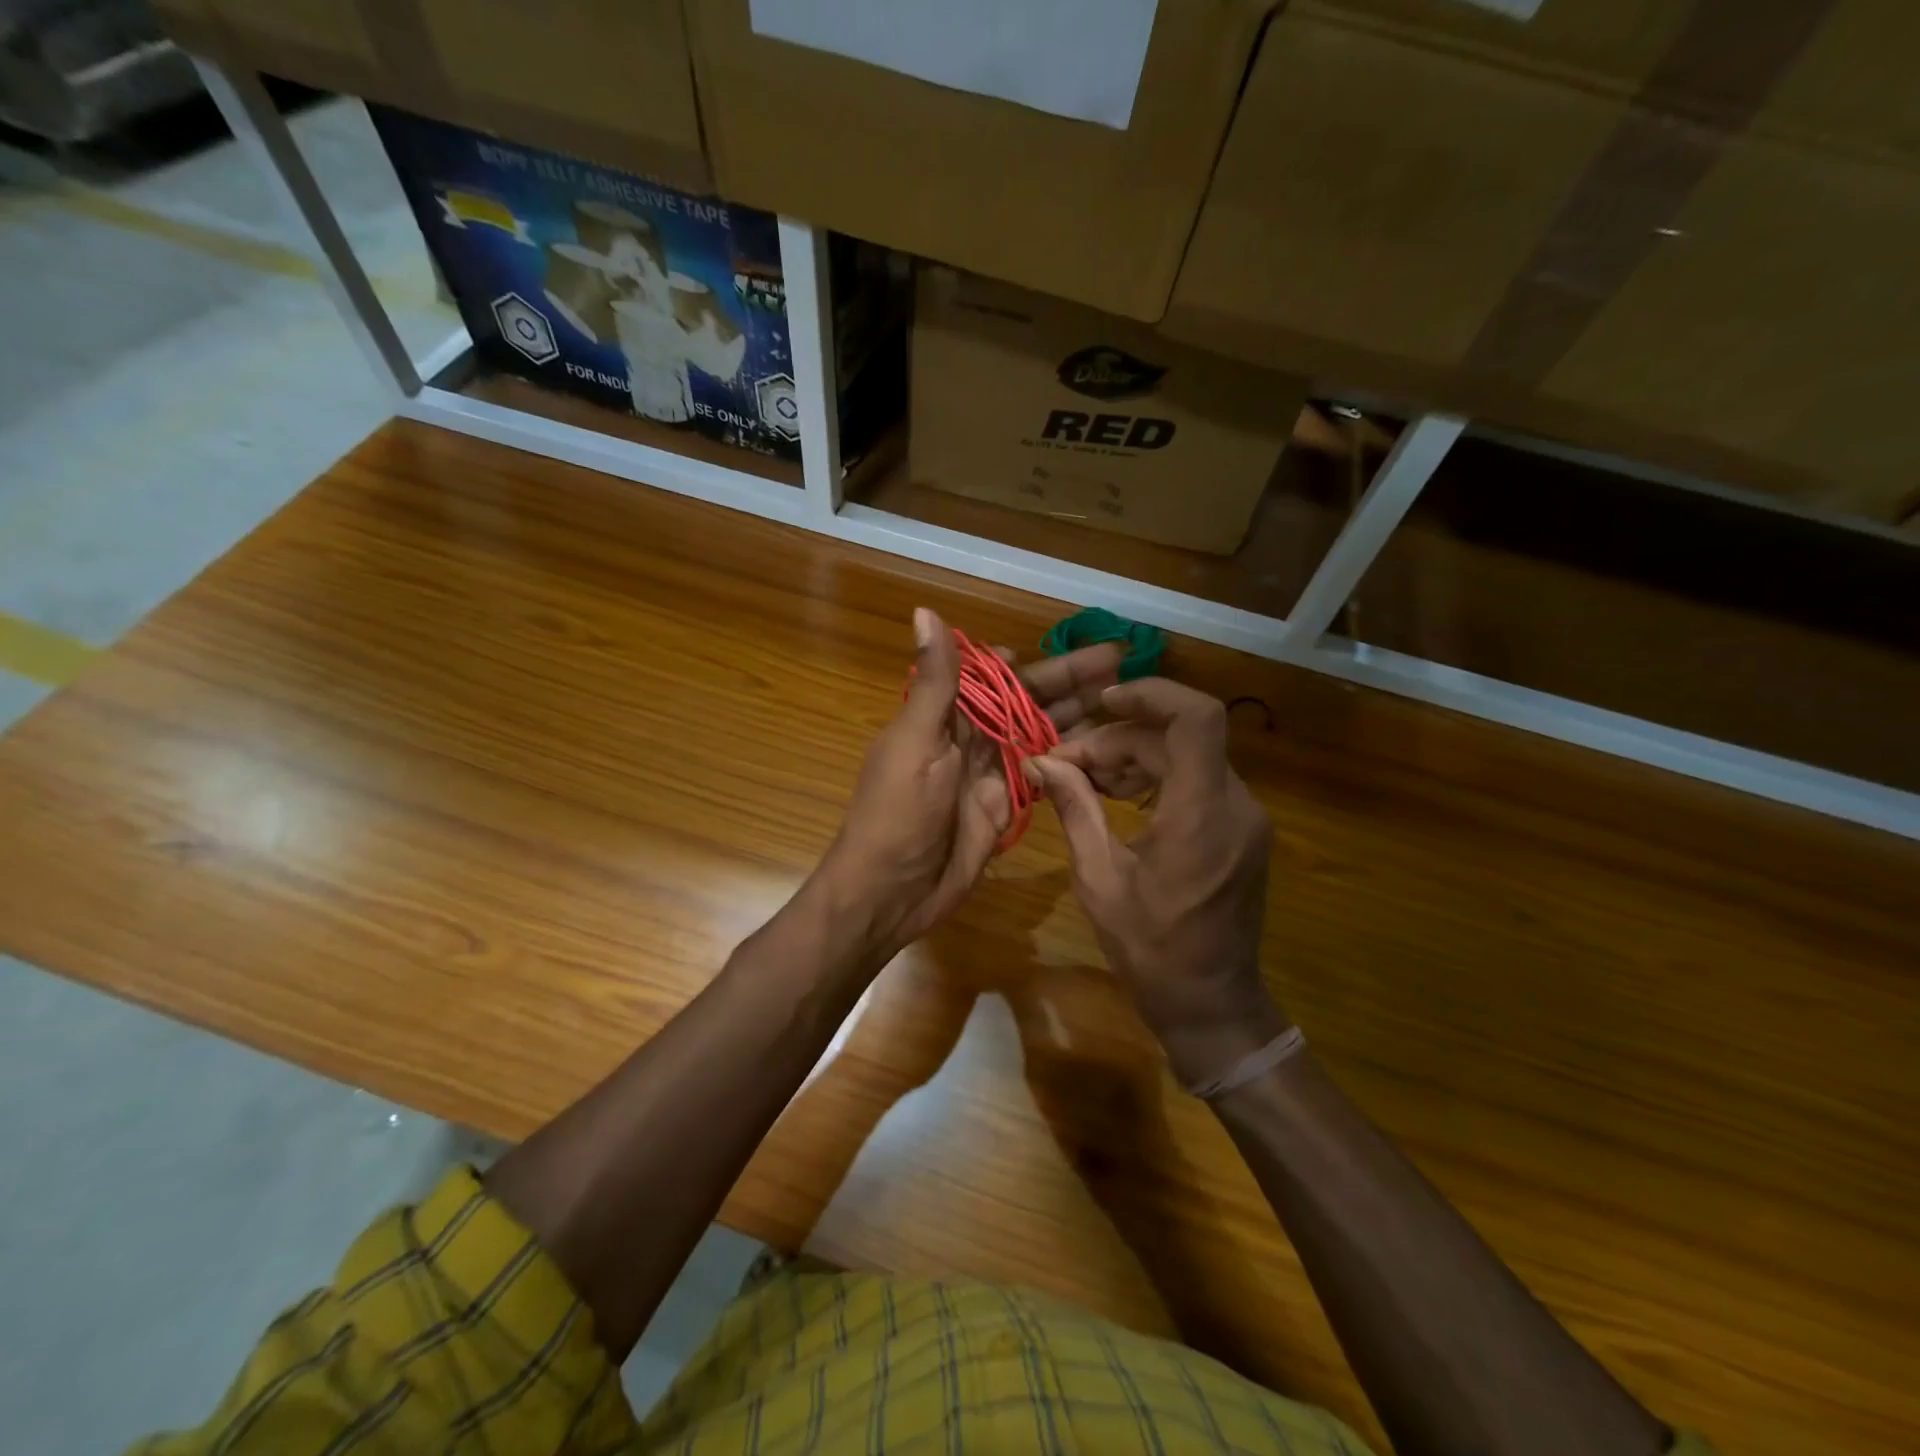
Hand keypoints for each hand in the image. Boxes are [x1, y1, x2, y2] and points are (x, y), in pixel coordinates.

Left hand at [812, 608, 1121, 962]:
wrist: (892, 891)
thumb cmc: (897, 812)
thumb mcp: (915, 741)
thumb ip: (935, 682)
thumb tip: (925, 610)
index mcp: (946, 714)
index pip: (997, 673)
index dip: (1035, 658)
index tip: (1079, 641)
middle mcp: (972, 737)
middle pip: (1028, 699)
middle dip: (1071, 680)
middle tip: (1122, 658)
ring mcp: (992, 772)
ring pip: (1042, 733)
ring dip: (1078, 714)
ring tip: (1127, 696)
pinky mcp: (1007, 805)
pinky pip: (1045, 774)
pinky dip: (1072, 760)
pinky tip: (1107, 747)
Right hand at [1026, 679, 1286, 1086]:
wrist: (1212, 1003)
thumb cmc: (1151, 950)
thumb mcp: (1099, 880)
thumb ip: (1075, 810)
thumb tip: (1041, 763)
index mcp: (1201, 816)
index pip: (1196, 719)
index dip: (1151, 695)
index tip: (1101, 701)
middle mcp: (1235, 805)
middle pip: (1178, 738)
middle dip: (1119, 740)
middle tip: (1066, 763)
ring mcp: (1244, 816)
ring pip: (1188, 755)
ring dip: (1134, 755)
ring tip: (1084, 779)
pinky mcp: (1241, 828)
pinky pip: (1197, 780)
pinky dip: (1156, 776)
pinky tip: (1118, 796)